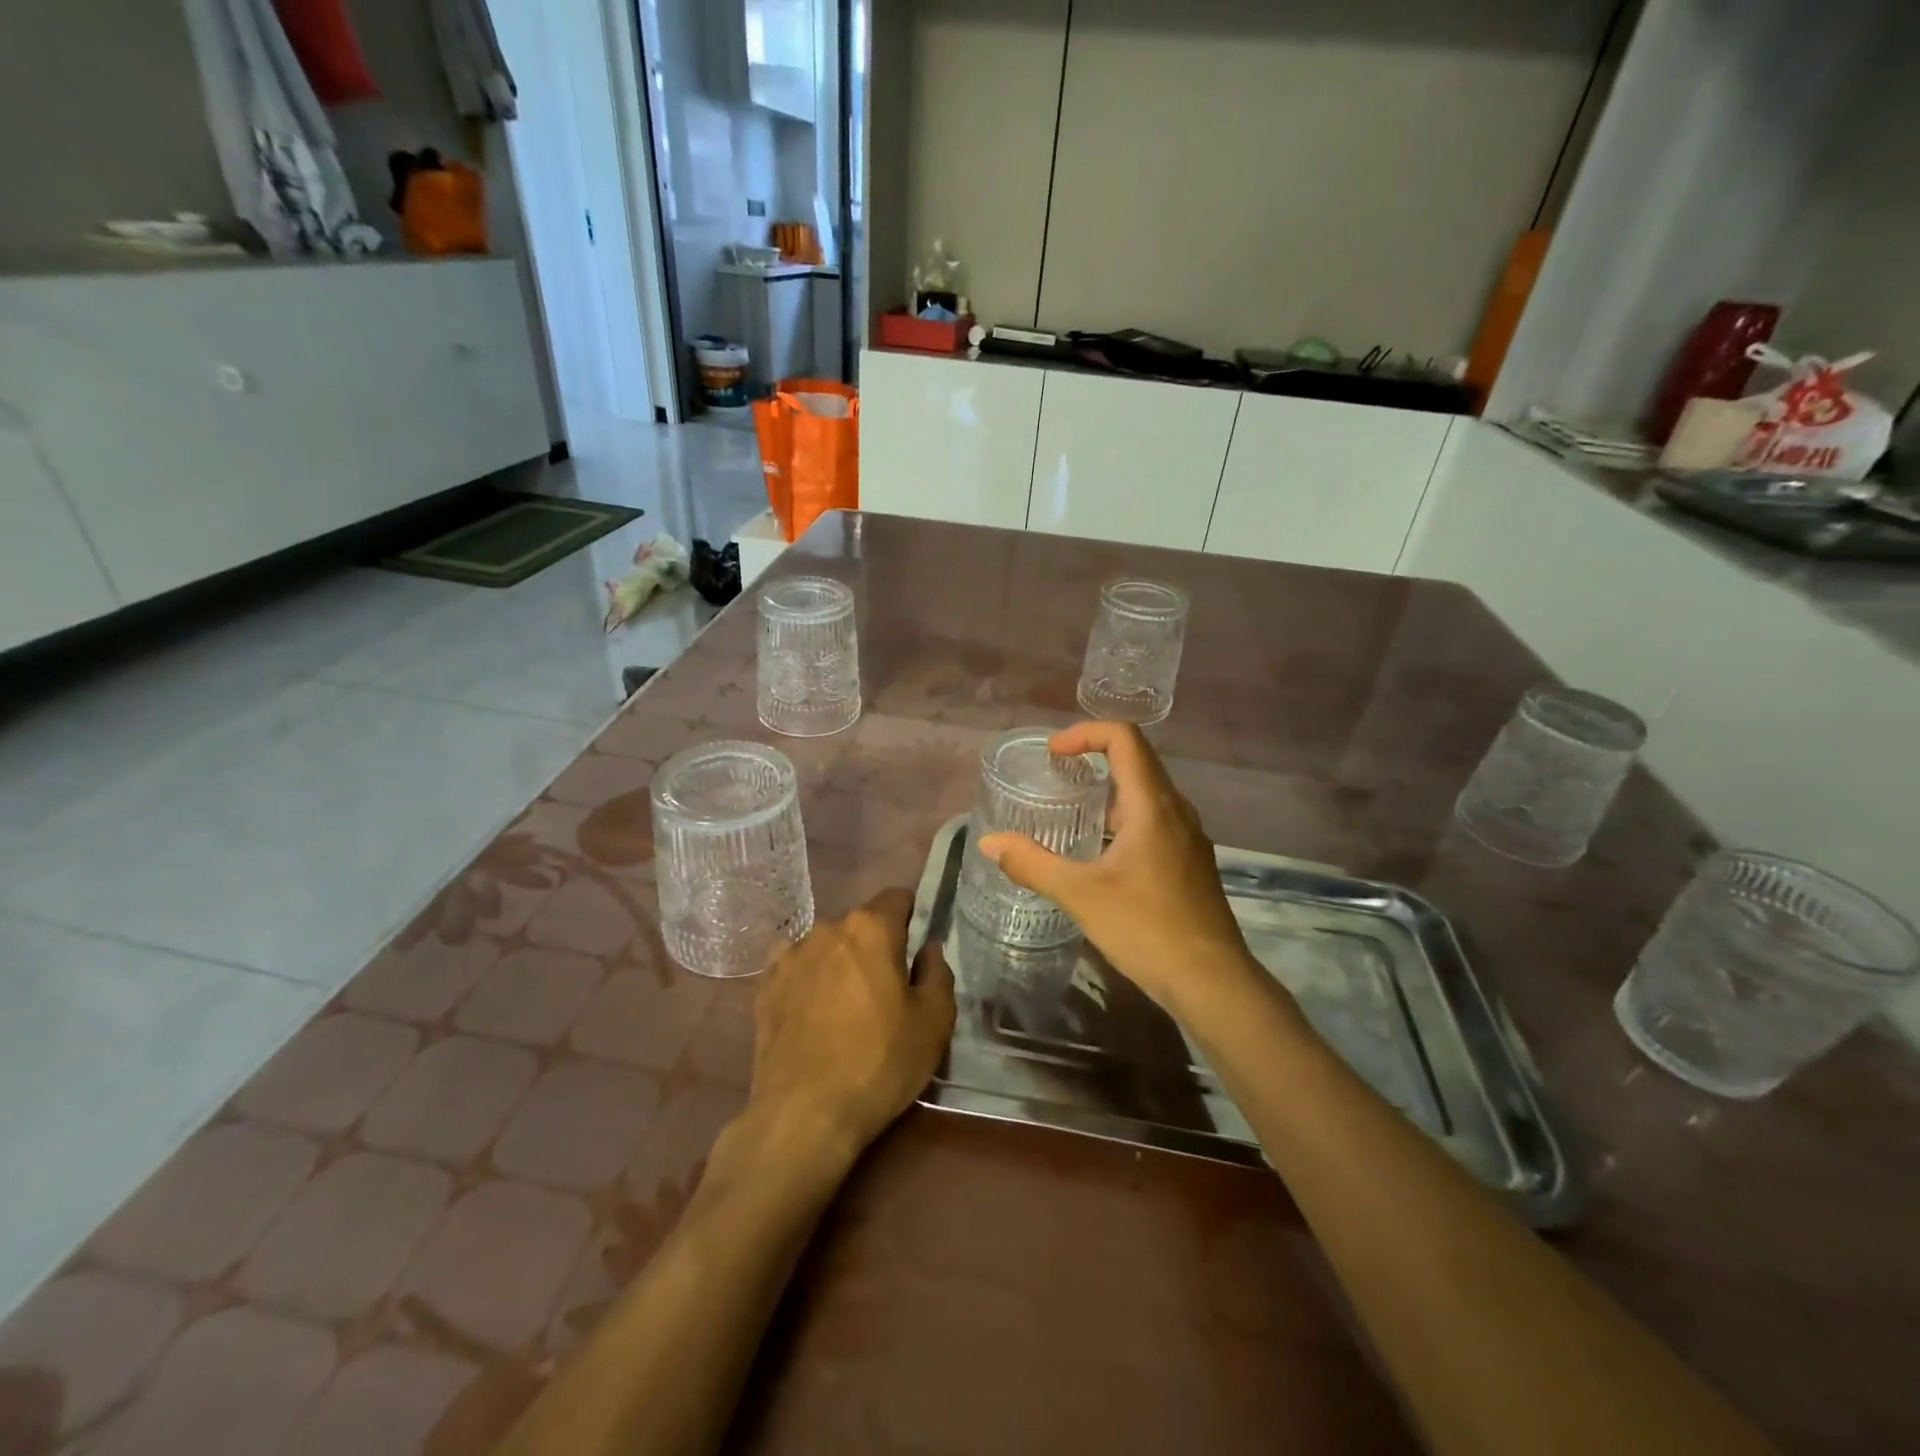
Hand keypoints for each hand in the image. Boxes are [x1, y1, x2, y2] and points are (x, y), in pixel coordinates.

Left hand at [748, 888, 955, 1164]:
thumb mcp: (934, 1022)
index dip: (912, 917)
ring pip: (827, 946)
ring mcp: (789, 956)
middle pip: (860, 924)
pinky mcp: (764, 986)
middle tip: (887, 989)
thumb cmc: (879, 1062)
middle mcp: (826, 928)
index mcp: (870, 928)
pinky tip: (814, 1015)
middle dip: (875, 945)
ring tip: (846, 1007)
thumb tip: (928, 949)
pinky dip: (809, 982)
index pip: (897, 897)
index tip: (917, 949)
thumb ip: (938, 973)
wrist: (803, 1114)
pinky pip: (797, 969)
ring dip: (840, 963)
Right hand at [978, 722, 1265, 1019]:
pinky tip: (1100, 855)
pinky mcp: (1190, 862)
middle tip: (1054, 778)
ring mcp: (1188, 837)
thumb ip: (1033, 864)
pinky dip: (1123, 821)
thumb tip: (989, 842)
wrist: (1212, 982)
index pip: (1124, 738)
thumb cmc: (1147, 928)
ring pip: (1146, 795)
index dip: (1085, 733)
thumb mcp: (1080, 894)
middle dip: (1093, 760)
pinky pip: (1154, 822)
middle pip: (1136, 762)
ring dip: (1108, 794)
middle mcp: (1176, 811)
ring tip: (1070, 816)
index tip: (1053, 753)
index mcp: (1153, 805)